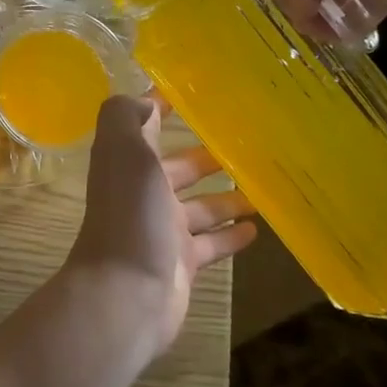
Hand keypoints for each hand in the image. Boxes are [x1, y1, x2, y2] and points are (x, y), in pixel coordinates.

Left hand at [64, 95, 255, 360]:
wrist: (127, 291)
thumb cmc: (130, 213)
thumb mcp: (125, 151)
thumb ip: (128, 118)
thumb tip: (145, 100)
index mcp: (127, 162)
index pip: (144, 126)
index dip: (160, 108)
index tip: (191, 94)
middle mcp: (143, 192)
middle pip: (178, 168)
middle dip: (204, 157)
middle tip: (245, 145)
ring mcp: (163, 229)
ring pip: (200, 206)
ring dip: (226, 196)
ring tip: (262, 185)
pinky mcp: (181, 261)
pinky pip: (211, 243)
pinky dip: (230, 235)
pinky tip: (257, 229)